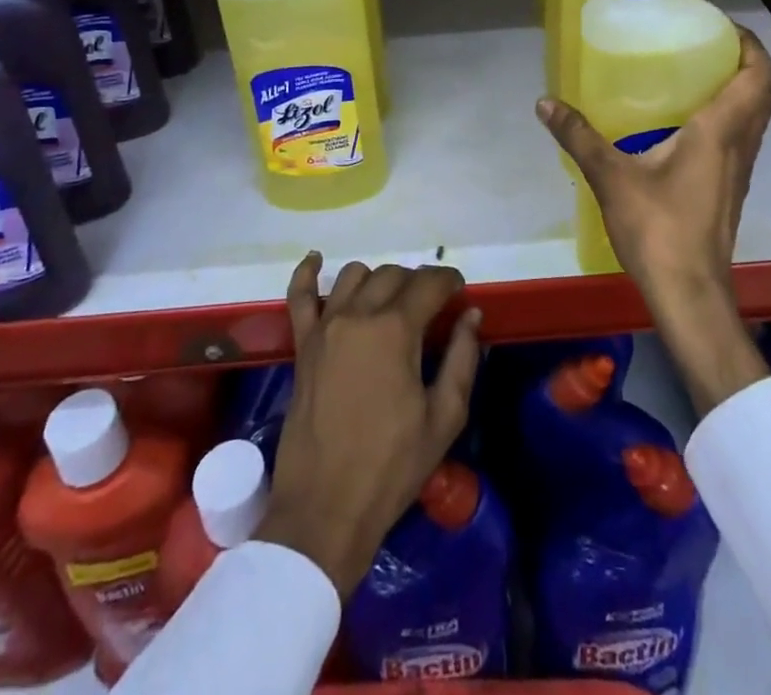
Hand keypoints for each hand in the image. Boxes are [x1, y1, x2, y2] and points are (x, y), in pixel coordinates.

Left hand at [256, 254, 483, 597]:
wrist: (325, 511)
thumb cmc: (392, 467)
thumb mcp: (444, 418)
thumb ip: (462, 358)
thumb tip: (471, 315)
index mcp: (396, 330)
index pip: (429, 283)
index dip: (449, 281)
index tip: (460, 292)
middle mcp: (358, 315)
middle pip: (394, 275)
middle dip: (418, 283)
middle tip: (431, 308)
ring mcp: (324, 327)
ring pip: (355, 276)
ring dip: (378, 280)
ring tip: (391, 302)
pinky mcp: (302, 345)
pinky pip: (299, 296)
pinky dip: (307, 273)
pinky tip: (316, 260)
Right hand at [538, 24, 770, 414]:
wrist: (689, 293)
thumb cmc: (659, 229)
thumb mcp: (611, 177)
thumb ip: (579, 136)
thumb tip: (545, 102)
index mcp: (721, 131)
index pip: (758, 75)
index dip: (749, 44)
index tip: (720, 27)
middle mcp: (740, 145)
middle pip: (761, 92)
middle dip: (741, 62)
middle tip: (702, 47)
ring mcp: (739, 171)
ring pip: (754, 118)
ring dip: (737, 91)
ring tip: (692, 77)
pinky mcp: (730, 190)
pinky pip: (740, 140)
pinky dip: (726, 119)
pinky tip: (683, 126)